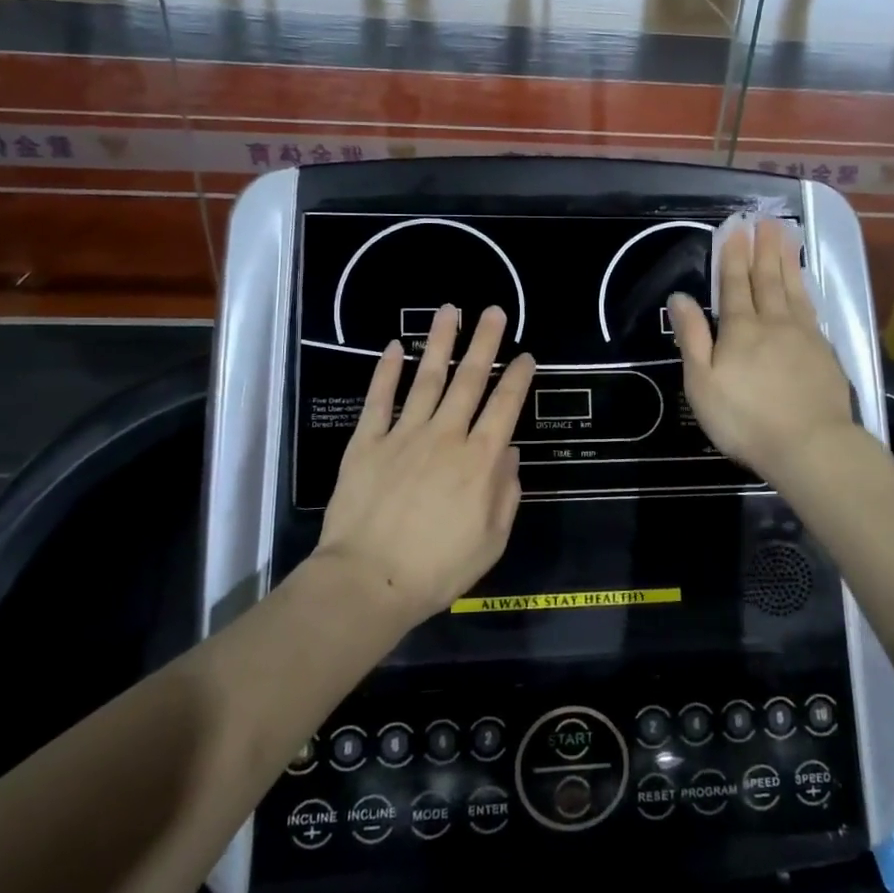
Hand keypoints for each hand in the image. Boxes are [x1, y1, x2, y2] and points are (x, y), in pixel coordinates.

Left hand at [317, 305, 535, 624]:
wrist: (368, 581)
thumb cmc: (437, 569)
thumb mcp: (491, 541)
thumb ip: (506, 493)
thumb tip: (509, 453)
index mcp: (479, 461)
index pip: (505, 407)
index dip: (518, 378)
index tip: (526, 355)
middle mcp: (446, 436)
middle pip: (469, 380)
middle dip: (485, 343)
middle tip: (494, 311)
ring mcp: (404, 435)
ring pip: (426, 378)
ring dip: (439, 342)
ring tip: (450, 311)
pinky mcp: (367, 442)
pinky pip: (379, 400)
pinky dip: (386, 371)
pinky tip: (393, 347)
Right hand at [669, 219, 857, 485]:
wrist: (810, 446)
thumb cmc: (745, 419)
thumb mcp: (702, 383)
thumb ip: (692, 337)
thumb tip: (679, 297)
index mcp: (740, 330)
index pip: (734, 285)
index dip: (733, 255)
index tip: (736, 227)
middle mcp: (774, 323)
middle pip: (767, 279)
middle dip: (763, 248)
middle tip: (765, 218)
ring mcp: (804, 336)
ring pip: (793, 289)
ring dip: (787, 260)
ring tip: (787, 235)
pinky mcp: (824, 352)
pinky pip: (811, 309)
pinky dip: (806, 289)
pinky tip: (805, 284)